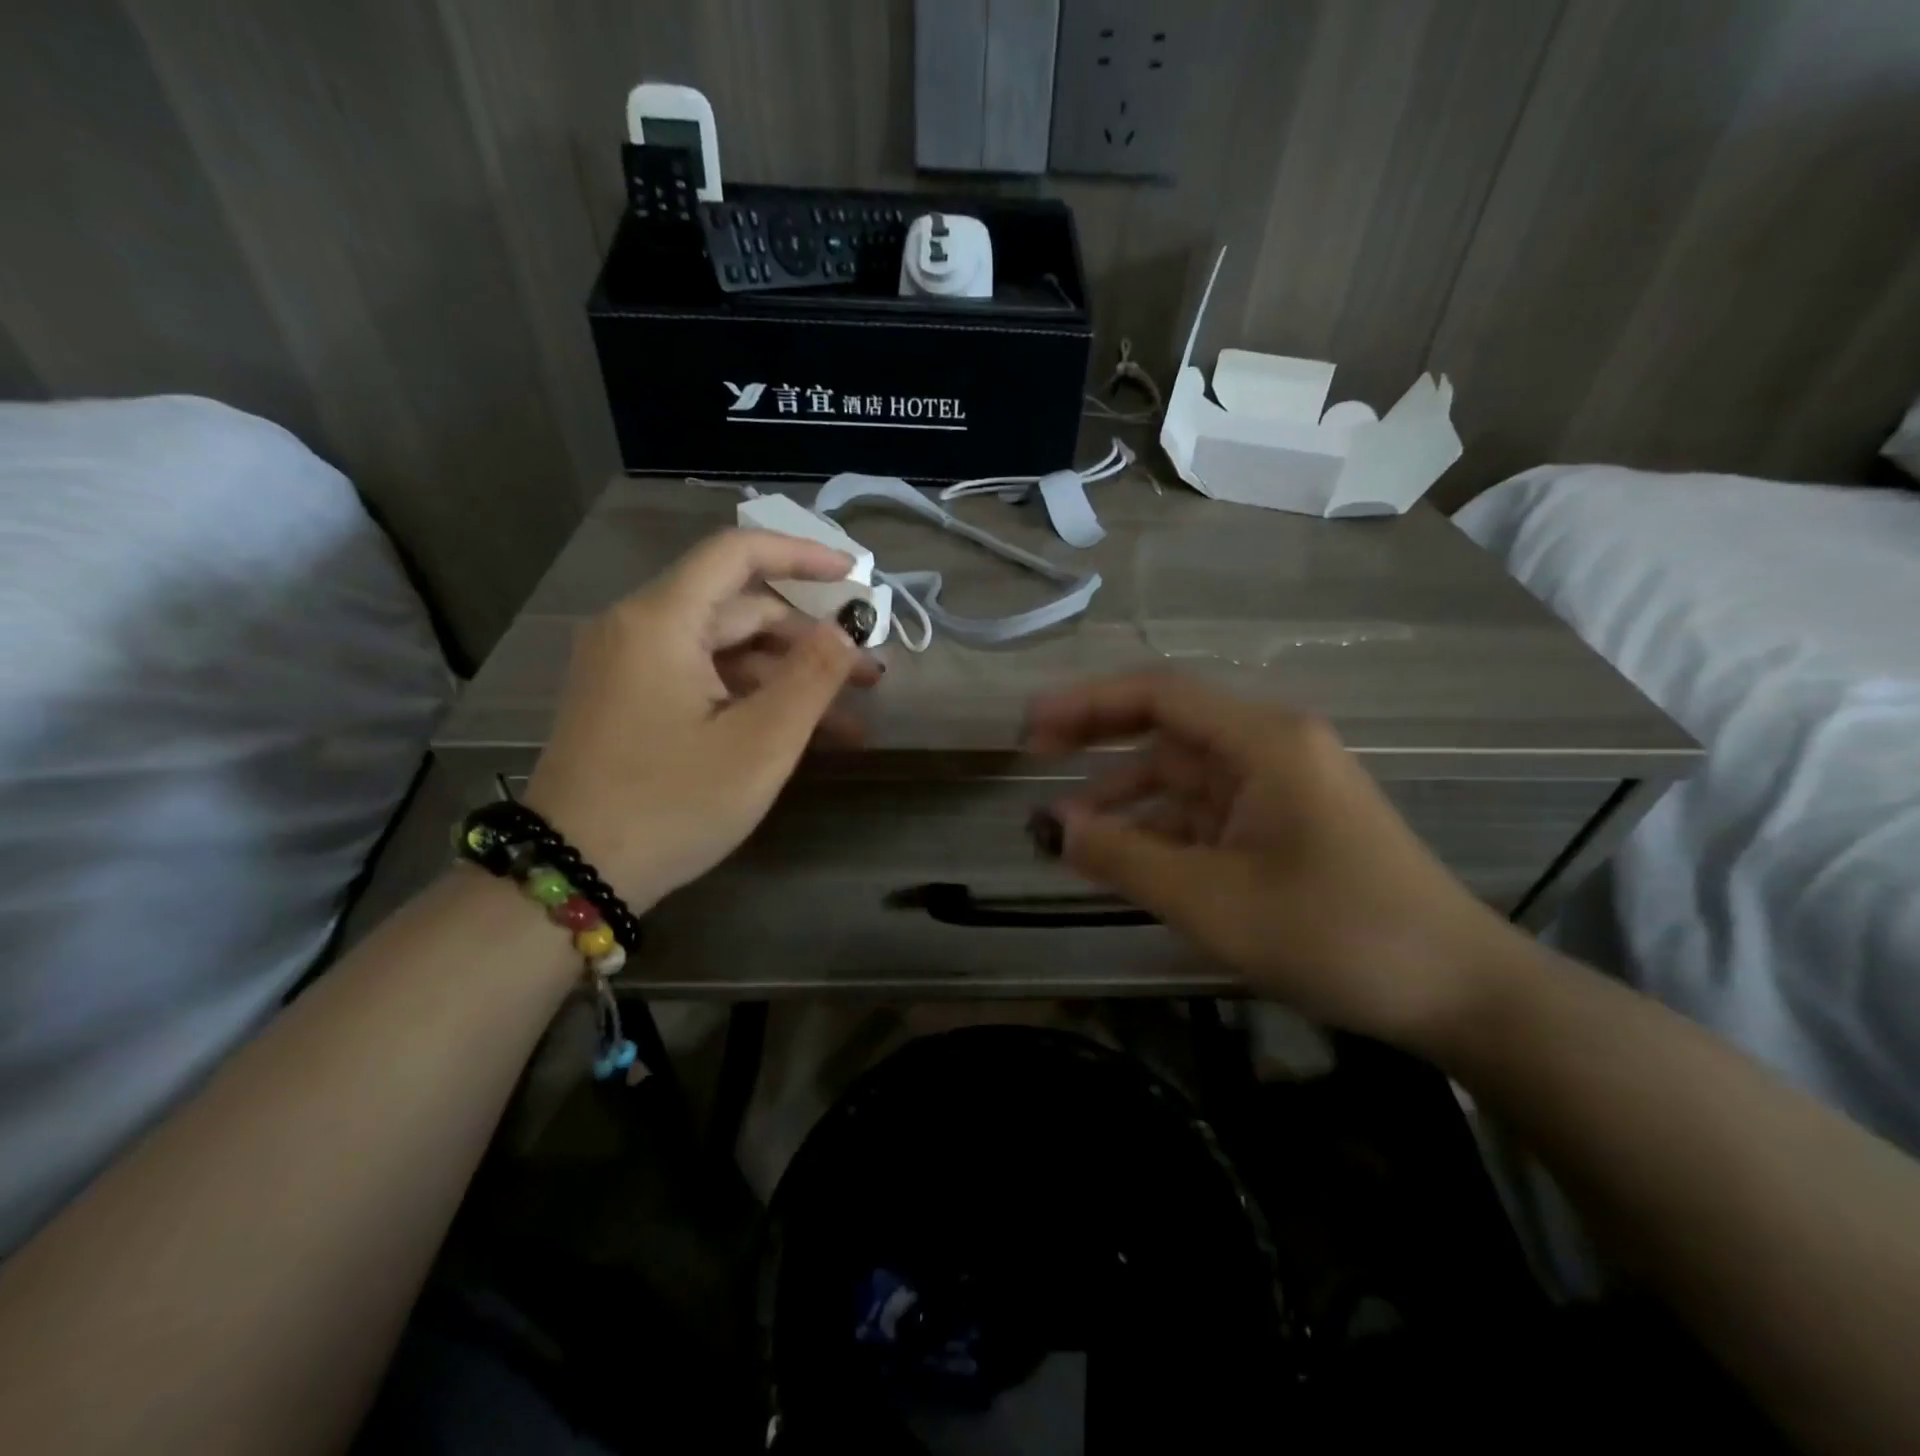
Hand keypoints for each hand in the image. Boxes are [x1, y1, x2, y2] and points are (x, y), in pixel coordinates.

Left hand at [523, 529, 880, 909]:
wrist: (573, 876)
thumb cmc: (671, 804)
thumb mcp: (759, 744)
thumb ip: (811, 678)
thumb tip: (844, 632)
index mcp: (662, 621)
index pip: (737, 553)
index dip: (802, 555)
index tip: (854, 577)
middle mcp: (639, 629)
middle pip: (738, 608)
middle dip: (809, 639)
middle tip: (868, 675)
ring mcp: (630, 667)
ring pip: (725, 651)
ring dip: (787, 678)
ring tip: (848, 719)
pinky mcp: (630, 702)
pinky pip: (703, 681)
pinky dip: (751, 698)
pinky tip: (800, 734)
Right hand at [1024, 673, 1521, 1047]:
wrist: (1457, 990)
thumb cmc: (1334, 934)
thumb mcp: (1211, 900)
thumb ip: (1124, 857)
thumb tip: (1054, 827)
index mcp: (1262, 741)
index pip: (1158, 695)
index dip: (1086, 703)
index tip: (1030, 725)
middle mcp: (1271, 748)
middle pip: (1167, 728)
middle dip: (1099, 741)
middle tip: (1033, 758)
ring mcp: (1281, 786)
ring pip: (1183, 776)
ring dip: (1126, 798)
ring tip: (1067, 831)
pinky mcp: (1286, 824)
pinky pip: (1207, 812)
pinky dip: (1162, 829)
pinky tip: (1125, 857)